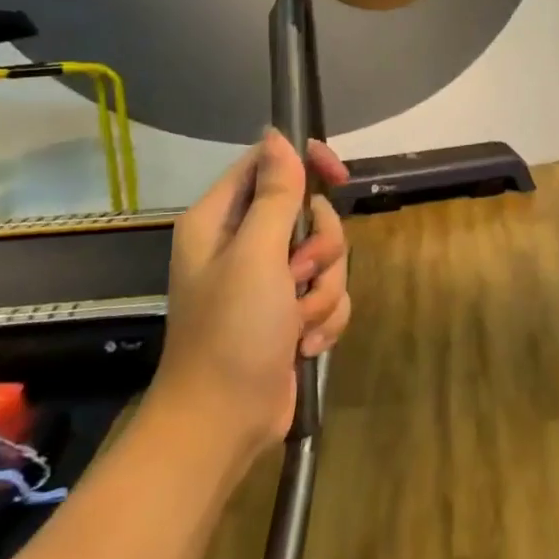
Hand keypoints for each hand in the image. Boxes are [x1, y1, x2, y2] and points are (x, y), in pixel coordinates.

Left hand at [156, 131, 352, 450]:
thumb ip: (274, 194)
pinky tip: (303, 345)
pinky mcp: (290, 312)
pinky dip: (324, 318)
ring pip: (327, 256)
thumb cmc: (232, 332)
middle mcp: (244, 244)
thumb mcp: (256, 255)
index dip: (306, 162)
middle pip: (309, 212)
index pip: (268, 164)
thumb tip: (277, 135)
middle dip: (320, 246)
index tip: (338, 175)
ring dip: (324, 290)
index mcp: (221, 221)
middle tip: (299, 274)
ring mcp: (269, 281)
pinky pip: (330, 293)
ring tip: (298, 323)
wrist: (224, 422)